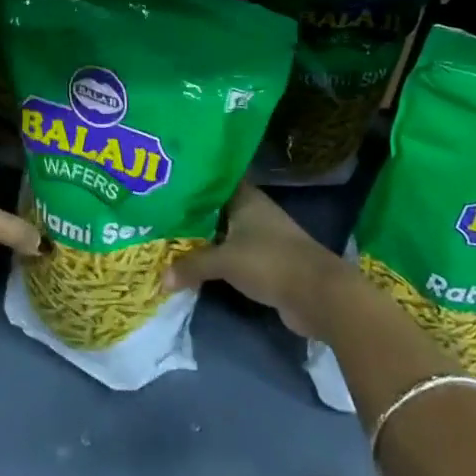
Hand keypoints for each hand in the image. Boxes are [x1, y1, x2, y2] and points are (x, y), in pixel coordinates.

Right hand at [166, 183, 355, 338]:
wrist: (318, 295)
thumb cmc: (270, 262)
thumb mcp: (224, 261)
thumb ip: (192, 265)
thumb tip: (161, 279)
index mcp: (246, 198)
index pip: (213, 181)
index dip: (191, 182)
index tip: (165, 185)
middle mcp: (253, 212)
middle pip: (216, 209)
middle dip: (191, 215)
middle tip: (158, 215)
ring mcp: (261, 238)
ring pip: (224, 234)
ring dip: (203, 240)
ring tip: (169, 240)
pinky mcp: (265, 263)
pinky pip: (232, 256)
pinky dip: (216, 260)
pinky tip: (194, 266)